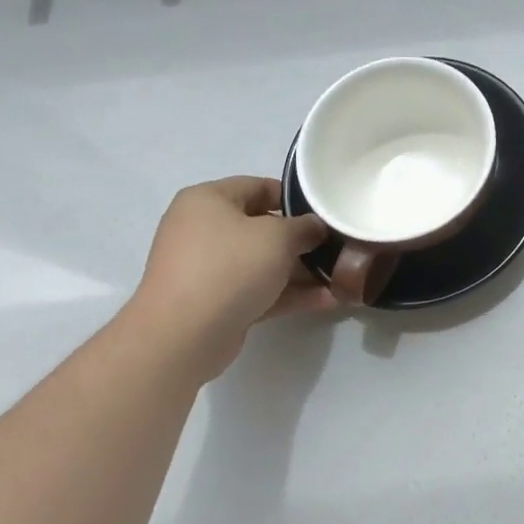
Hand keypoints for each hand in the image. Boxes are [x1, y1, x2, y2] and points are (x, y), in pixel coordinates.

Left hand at [124, 177, 334, 380]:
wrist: (182, 336)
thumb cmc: (229, 267)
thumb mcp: (277, 236)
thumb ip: (304, 227)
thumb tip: (316, 228)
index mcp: (208, 200)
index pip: (259, 187)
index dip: (296, 198)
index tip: (325, 213)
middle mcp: (203, 229)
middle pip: (262, 227)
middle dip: (302, 240)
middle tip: (337, 246)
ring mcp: (208, 269)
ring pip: (263, 262)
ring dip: (300, 271)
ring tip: (341, 276)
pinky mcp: (216, 303)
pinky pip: (258, 289)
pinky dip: (288, 293)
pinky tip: (327, 299)